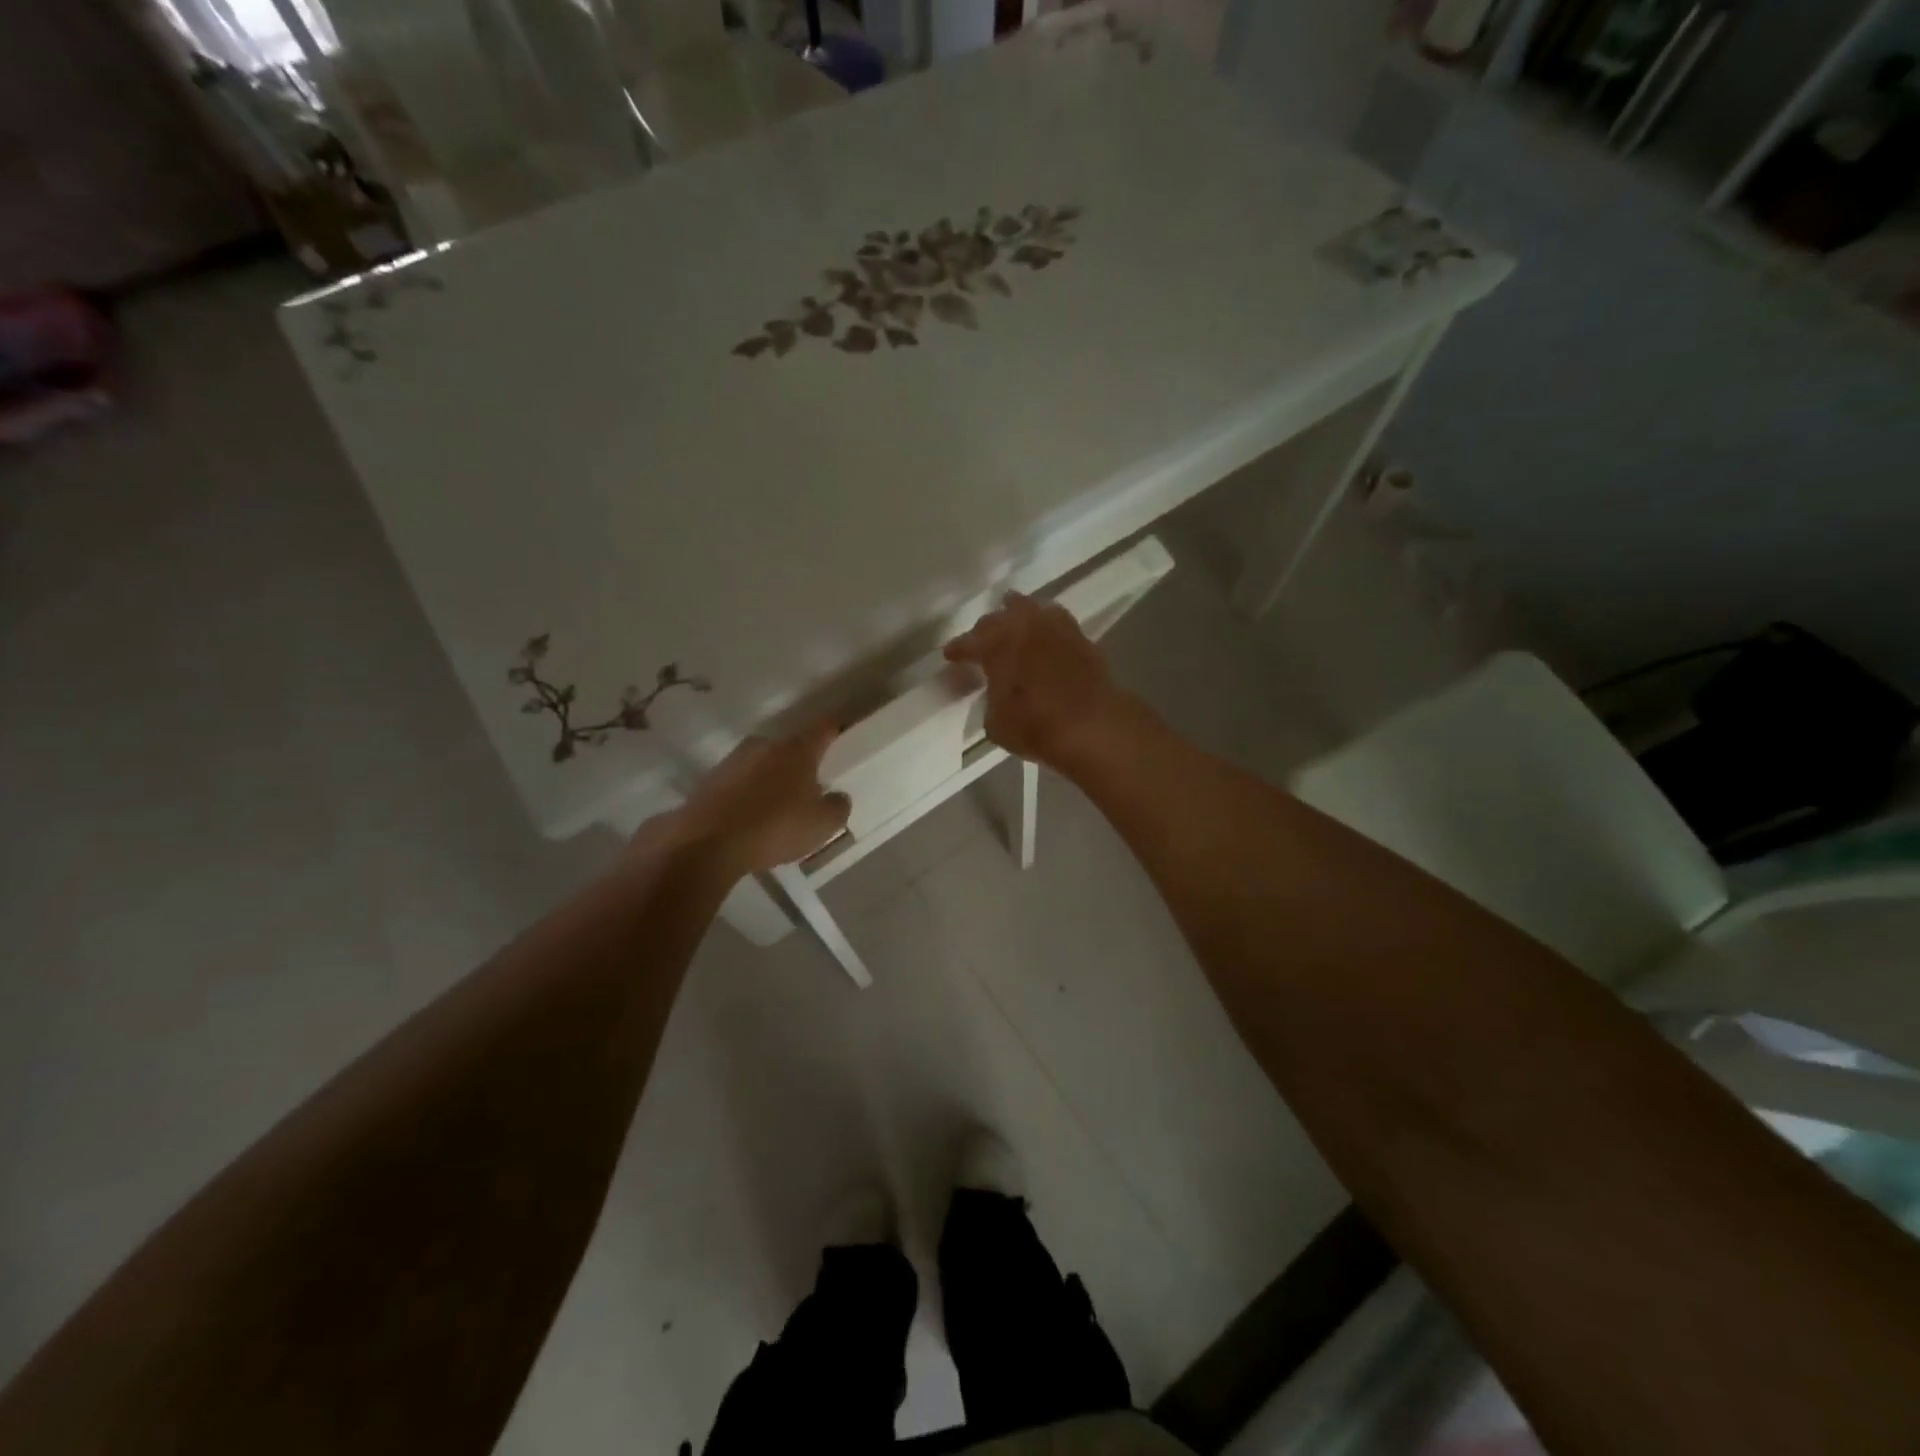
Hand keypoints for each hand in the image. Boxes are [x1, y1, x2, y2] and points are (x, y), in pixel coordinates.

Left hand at [666, 722, 851, 875]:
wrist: (707, 843)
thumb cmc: (775, 827)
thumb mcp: (822, 825)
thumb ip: (837, 806)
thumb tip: (837, 796)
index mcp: (797, 750)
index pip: (822, 729)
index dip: (834, 728)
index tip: (840, 728)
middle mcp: (765, 746)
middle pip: (789, 748)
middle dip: (799, 764)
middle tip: (808, 788)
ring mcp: (733, 761)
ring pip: (761, 765)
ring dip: (770, 780)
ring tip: (776, 809)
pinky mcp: (709, 781)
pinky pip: (738, 784)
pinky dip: (747, 795)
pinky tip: (749, 819)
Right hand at [944, 592, 1132, 773]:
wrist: (1094, 726)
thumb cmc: (1037, 727)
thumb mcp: (996, 722)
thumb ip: (991, 699)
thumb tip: (997, 691)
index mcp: (996, 644)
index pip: (969, 643)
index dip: (957, 650)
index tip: (950, 655)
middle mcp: (1024, 626)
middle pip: (998, 619)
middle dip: (986, 630)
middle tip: (980, 642)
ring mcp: (1055, 627)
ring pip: (1029, 609)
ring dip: (1017, 615)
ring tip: (1012, 624)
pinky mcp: (1081, 637)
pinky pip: (1055, 621)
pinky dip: (1044, 626)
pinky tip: (1043, 636)